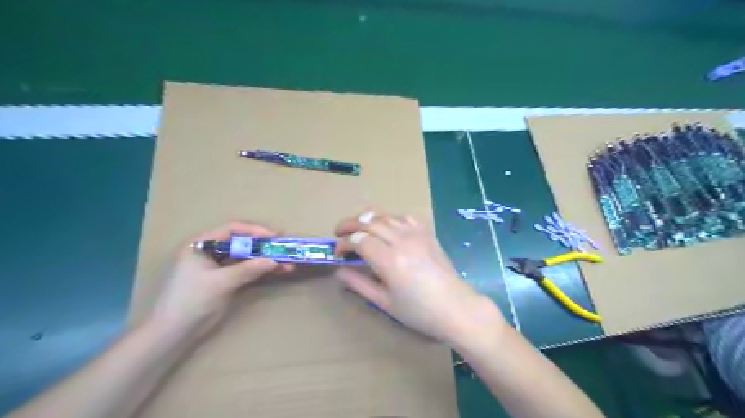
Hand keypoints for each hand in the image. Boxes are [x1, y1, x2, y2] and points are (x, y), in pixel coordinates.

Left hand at [148, 223, 291, 335]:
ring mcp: (219, 266)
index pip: (232, 230)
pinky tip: (277, 271)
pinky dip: (261, 270)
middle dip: (264, 246)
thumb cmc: (191, 301)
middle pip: (242, 242)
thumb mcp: (219, 283)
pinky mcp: (226, 279)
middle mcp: (211, 251)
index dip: (254, 231)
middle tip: (284, 247)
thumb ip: (247, 270)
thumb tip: (274, 261)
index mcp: (202, 244)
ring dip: (266, 259)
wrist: (174, 333)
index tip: (274, 236)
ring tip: (287, 263)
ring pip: (247, 257)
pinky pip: (247, 269)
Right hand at [333, 211, 502, 344]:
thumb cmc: (419, 312)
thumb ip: (359, 284)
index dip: (343, 244)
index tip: (337, 252)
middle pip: (369, 223)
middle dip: (349, 224)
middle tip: (338, 232)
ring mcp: (416, 234)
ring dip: (368, 219)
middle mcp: (402, 241)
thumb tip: (339, 272)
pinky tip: (386, 226)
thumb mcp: (385, 302)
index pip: (358, 241)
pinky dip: (390, 218)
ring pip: (385, 217)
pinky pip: (404, 217)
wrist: (456, 308)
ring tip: (357, 227)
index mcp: (390, 261)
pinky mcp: (427, 233)